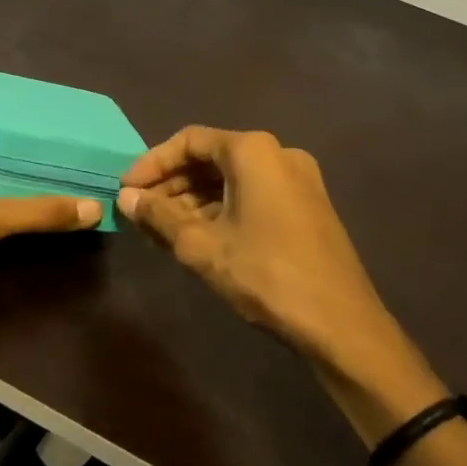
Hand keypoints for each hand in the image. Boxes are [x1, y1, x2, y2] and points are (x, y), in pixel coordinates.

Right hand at [116, 127, 409, 375]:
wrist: (342, 325)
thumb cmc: (266, 275)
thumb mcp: (202, 246)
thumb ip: (159, 216)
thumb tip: (125, 198)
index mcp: (253, 151)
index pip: (189, 141)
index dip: (152, 164)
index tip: (126, 190)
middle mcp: (278, 153)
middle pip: (211, 157)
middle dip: (172, 183)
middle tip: (141, 212)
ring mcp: (298, 179)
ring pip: (232, 178)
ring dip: (195, 198)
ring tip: (163, 228)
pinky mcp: (307, 205)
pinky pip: (253, 193)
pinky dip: (222, 208)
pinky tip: (200, 235)